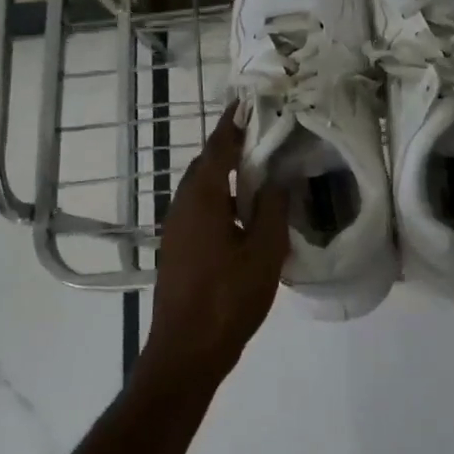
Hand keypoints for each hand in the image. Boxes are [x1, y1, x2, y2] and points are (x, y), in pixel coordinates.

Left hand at [143, 106, 289, 387]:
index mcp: (203, 198)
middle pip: (205, 165)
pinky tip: (241, 212)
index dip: (233, 124)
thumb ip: (272, 210)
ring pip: (200, 188)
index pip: (218, 148)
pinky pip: (198, 208)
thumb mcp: (264, 253)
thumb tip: (278, 178)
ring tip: (256, 169)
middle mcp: (182, 205)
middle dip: (229, 146)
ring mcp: (175, 228)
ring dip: (224, 174)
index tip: (246, 102)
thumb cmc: (228, 298)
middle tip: (260, 134)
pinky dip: (219, 197)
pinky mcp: (176, 248)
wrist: (186, 350)